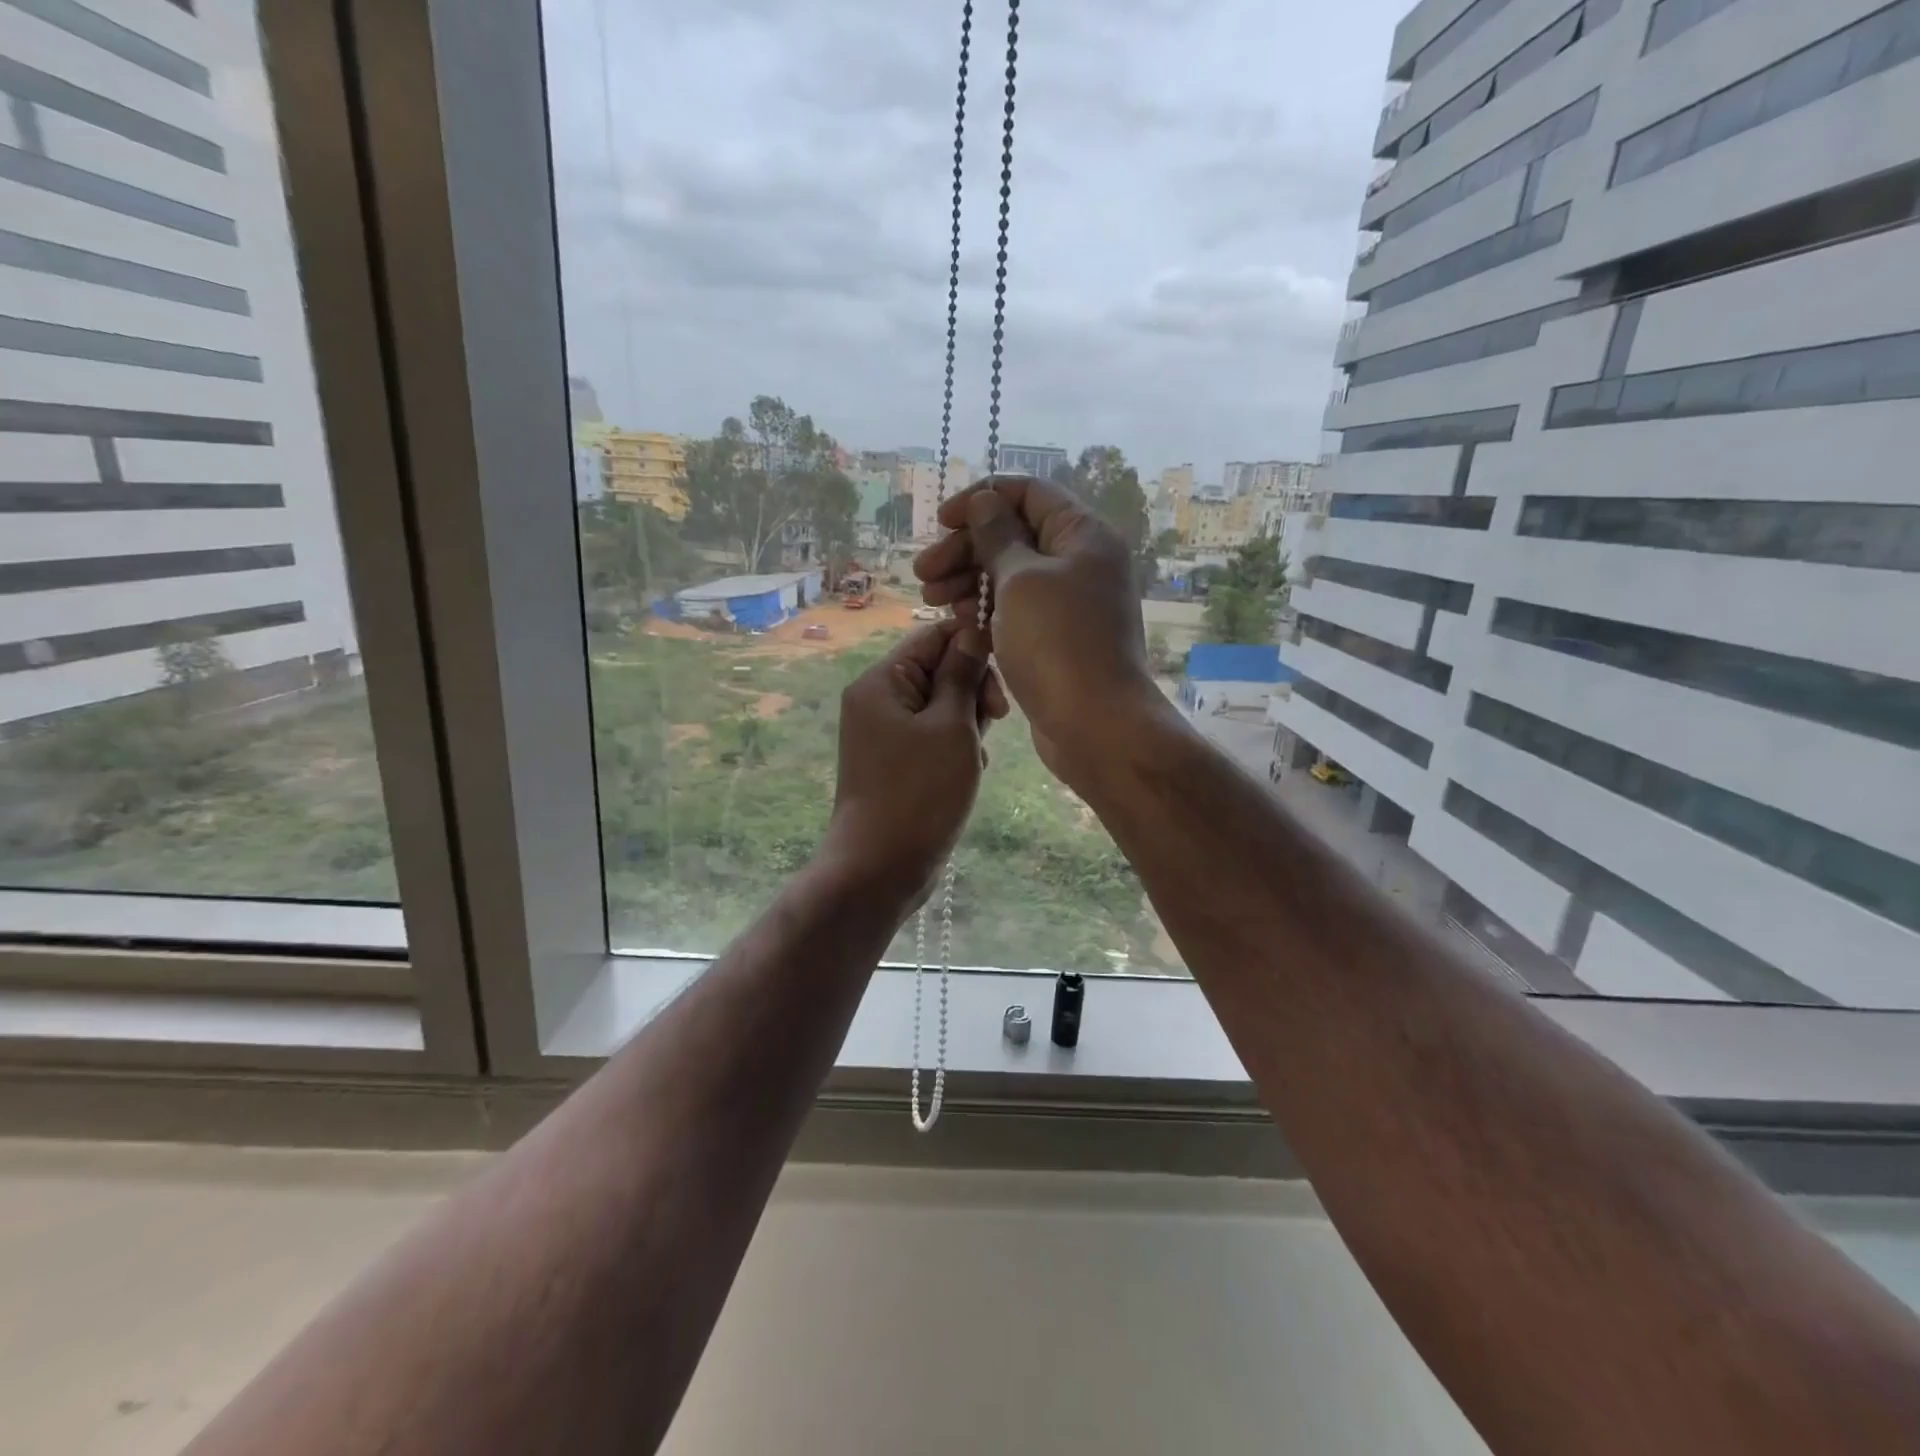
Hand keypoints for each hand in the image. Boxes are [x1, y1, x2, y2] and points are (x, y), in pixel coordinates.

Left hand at [824, 618, 1006, 906]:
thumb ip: (963, 675)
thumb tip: (974, 631)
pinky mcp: (896, 762)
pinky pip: (933, 736)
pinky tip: (969, 772)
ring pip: (941, 706)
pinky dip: (956, 747)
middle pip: (938, 669)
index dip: (973, 645)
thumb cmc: (919, 793)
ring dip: (969, 723)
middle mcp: (878, 700)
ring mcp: (885, 733)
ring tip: (978, 756)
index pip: (934, 637)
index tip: (1006, 673)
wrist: (880, 868)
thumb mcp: (951, 727)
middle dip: (973, 689)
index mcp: (881, 681)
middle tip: (996, 719)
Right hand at [913, 476, 1163, 786]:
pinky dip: (987, 615)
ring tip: (933, 601)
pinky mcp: (1055, 639)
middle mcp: (1079, 562)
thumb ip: (997, 536)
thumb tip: (986, 501)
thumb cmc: (1057, 643)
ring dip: (968, 583)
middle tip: (923, 574)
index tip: (941, 523)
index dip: (981, 499)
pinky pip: (1016, 613)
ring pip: (1009, 578)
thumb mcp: (1020, 580)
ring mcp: (1068, 603)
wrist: (1096, 725)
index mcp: (1082, 534)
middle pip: (1013, 536)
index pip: (1028, 493)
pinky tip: (961, 628)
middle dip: (964, 550)